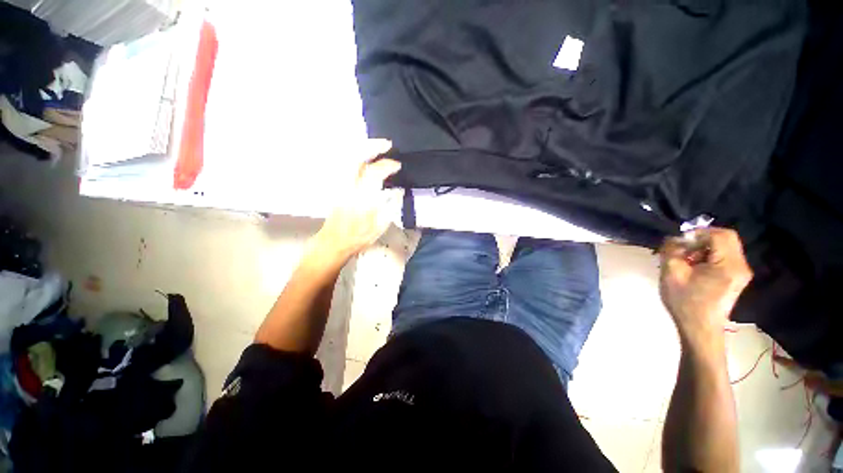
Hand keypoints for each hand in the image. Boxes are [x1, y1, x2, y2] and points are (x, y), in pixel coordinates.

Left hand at [314, 139, 401, 259]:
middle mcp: (349, 187)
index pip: (374, 173)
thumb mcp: (380, 225)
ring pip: (348, 159)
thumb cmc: (358, 237)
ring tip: (376, 148)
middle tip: (386, 145)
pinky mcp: (336, 186)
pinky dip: (356, 158)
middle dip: (372, 147)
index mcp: (362, 198)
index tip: (397, 166)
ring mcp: (340, 185)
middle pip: (356, 158)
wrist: (334, 242)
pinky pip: (346, 165)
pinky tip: (364, 160)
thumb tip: (396, 191)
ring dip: (363, 150)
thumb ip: (390, 206)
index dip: (388, 165)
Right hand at [659, 228, 752, 344]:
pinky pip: (725, 257)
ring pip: (725, 247)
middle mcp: (740, 266)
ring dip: (704, 248)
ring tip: (687, 260)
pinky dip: (709, 256)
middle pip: (726, 238)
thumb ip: (672, 251)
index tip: (680, 242)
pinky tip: (695, 267)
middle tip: (683, 249)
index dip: (698, 233)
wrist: (699, 328)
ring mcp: (741, 272)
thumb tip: (675, 239)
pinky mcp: (736, 278)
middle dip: (702, 239)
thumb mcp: (672, 273)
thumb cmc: (685, 302)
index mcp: (728, 265)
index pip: (720, 235)